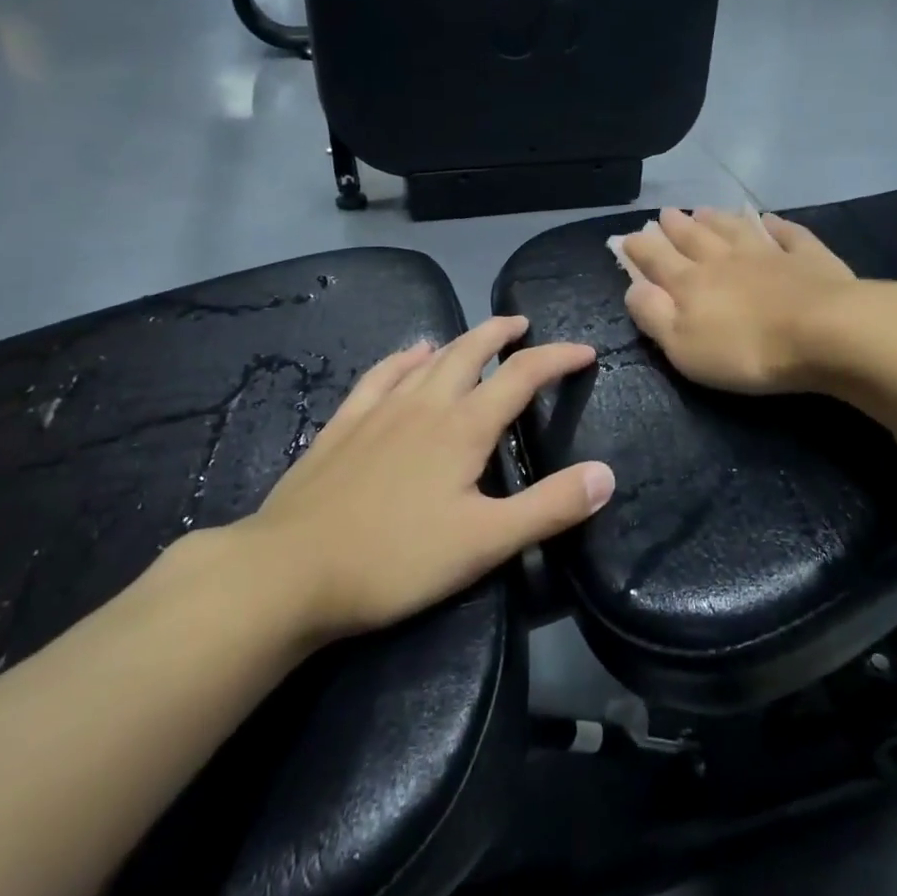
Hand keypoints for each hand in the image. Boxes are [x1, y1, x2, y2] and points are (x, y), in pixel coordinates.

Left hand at [234, 316, 612, 646]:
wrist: (290, 571)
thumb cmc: (396, 558)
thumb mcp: (486, 542)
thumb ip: (550, 507)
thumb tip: (606, 474)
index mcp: (464, 427)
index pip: (522, 375)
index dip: (558, 358)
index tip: (585, 352)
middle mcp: (425, 404)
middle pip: (471, 351)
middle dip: (501, 333)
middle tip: (522, 325)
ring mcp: (379, 410)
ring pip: (427, 359)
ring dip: (458, 342)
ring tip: (475, 338)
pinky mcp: (344, 425)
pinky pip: (380, 376)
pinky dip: (403, 358)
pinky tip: (408, 357)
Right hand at [620, 207, 869, 394]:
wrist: (824, 332)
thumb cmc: (746, 350)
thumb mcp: (683, 346)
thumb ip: (654, 315)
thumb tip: (632, 288)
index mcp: (692, 283)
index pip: (658, 260)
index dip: (641, 248)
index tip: (628, 236)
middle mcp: (726, 260)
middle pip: (695, 238)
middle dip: (676, 226)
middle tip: (665, 213)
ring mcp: (769, 254)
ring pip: (736, 229)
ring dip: (717, 219)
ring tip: (703, 209)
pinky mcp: (808, 258)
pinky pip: (788, 234)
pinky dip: (776, 225)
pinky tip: (769, 219)